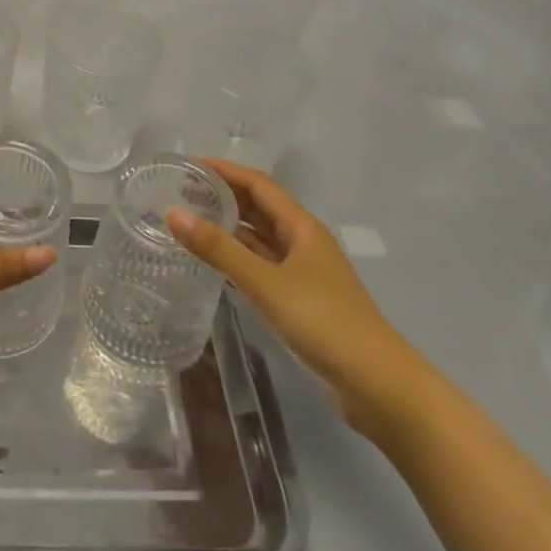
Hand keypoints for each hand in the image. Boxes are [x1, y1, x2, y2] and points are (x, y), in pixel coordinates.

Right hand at [168, 159, 423, 434]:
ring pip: (260, 237)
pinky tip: (214, 263)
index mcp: (302, 227)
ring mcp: (303, 271)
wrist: (377, 385)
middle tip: (181, 192)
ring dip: (229, 226)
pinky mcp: (300, 299)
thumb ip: (219, 249)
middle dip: (223, 195)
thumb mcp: (266, 283)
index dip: (224, 170)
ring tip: (190, 221)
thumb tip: (173, 213)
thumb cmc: (324, 322)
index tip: (188, 165)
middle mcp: (303, 241)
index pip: (258, 184)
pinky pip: (262, 265)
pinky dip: (238, 257)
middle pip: (259, 207)